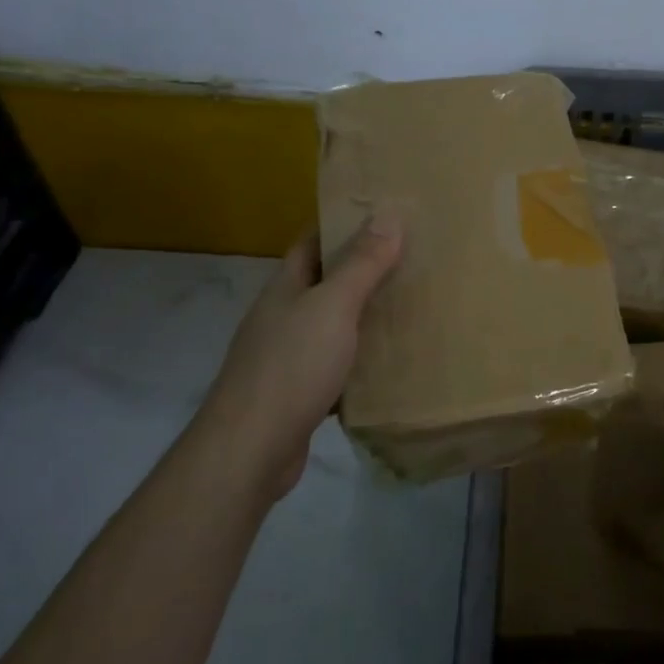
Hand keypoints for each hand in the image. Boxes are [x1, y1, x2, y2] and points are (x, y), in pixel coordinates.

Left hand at [195, 214, 402, 500]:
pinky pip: (336, 365)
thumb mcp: (333, 307)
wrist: (250, 449)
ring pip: (333, 325)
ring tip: (409, 305)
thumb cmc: (292, 366)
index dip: (343, 224)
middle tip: (412, 259)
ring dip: (364, 316)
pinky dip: (361, 360)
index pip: (312, 242)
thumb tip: (387, 214)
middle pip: (325, 282)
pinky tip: (390, 363)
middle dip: (363, 269)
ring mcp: (287, 356)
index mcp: (285, 287)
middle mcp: (282, 316)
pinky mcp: (298, 393)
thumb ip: (361, 264)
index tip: (384, 214)